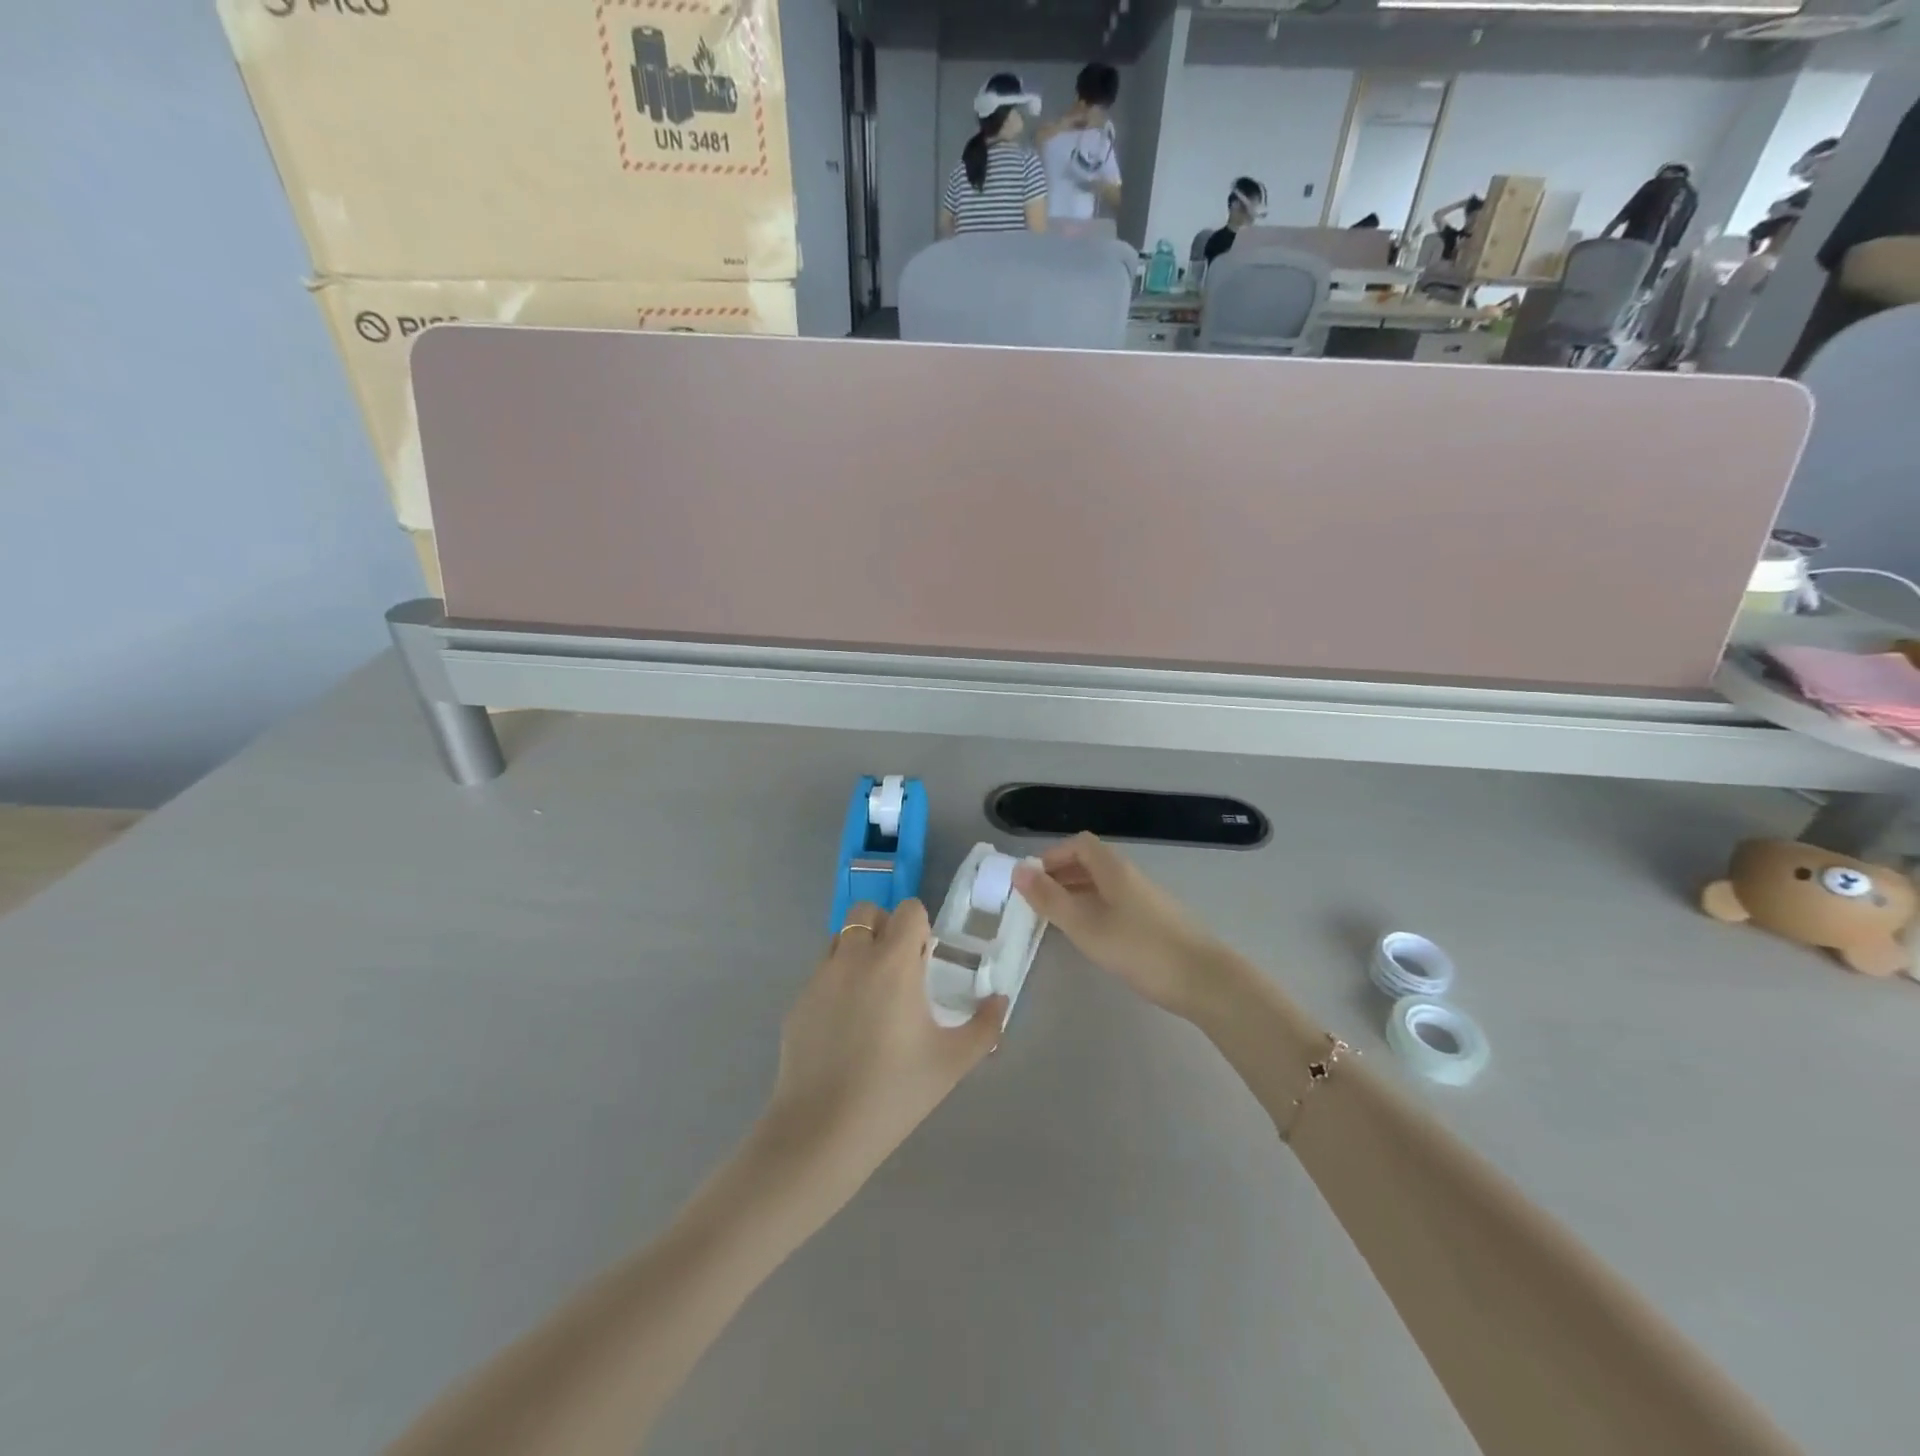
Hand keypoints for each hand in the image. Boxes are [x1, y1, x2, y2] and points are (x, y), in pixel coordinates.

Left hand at [762, 900, 1003, 1191]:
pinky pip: (822, 974)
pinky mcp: (798, 1002)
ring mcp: (819, 978)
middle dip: (885, 929)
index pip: (908, 910)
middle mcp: (853, 957)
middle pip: (867, 912)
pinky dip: (837, 983)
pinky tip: (845, 1028)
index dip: (920, 929)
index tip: (925, 963)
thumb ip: (985, 1025)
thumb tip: (1000, 1000)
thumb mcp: (953, 1061)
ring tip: (871, 997)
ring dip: (859, 951)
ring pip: (841, 939)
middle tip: (898, 971)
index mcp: (892, 962)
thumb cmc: (896, 1091)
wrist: (822, 1130)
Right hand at [1012, 834, 1223, 1019]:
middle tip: (1036, 901)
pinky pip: (1115, 903)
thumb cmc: (1140, 949)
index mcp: (1114, 869)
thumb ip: (1050, 898)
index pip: (1079, 844)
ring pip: (1103, 885)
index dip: (1052, 856)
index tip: (1031, 880)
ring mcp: (1146, 899)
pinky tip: (1090, 936)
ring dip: (1076, 893)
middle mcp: (1130, 877)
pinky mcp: (1155, 922)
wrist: (1204, 980)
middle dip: (1060, 875)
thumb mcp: (1086, 925)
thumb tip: (1018, 871)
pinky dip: (1094, 910)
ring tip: (1056, 918)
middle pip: (1091, 862)